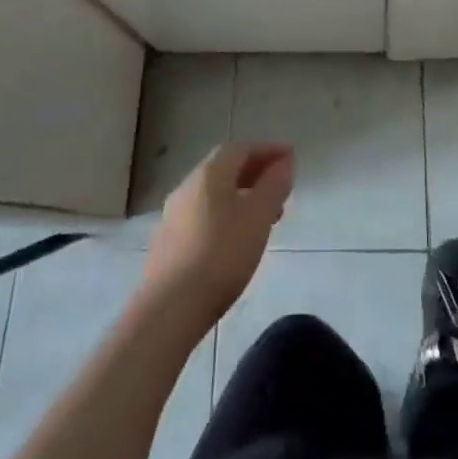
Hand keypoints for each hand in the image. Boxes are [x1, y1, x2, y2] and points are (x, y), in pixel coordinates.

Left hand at [141, 143, 294, 327]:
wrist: (169, 309)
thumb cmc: (221, 255)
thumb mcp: (258, 217)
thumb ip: (274, 186)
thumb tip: (284, 162)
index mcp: (209, 174)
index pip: (241, 149)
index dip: (267, 150)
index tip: (290, 159)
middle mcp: (187, 186)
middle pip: (225, 169)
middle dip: (255, 173)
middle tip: (280, 189)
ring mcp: (173, 215)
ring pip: (213, 194)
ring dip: (241, 196)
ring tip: (264, 217)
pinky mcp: (167, 242)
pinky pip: (202, 215)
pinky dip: (225, 215)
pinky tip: (236, 239)